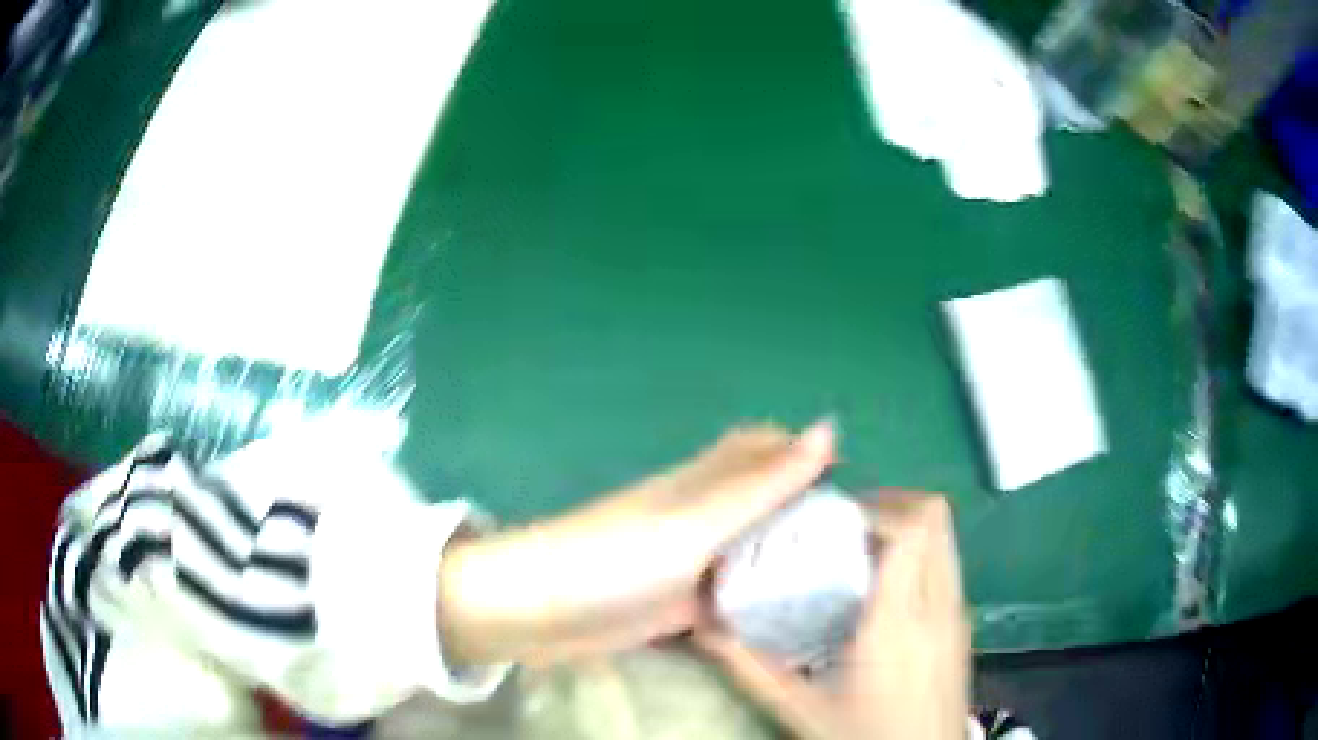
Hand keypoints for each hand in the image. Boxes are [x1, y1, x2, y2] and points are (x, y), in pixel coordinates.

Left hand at [438, 420, 836, 666]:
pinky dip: (760, 603)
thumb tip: (830, 425)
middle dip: (806, 517)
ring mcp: (692, 563)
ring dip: (788, 564)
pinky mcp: (681, 605)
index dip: (807, 457)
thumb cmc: (620, 556)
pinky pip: (733, 597)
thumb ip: (765, 482)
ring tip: (842, 587)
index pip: (765, 449)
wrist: (544, 611)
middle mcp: (703, 516)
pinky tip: (795, 622)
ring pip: (752, 553)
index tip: (855, 488)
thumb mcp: (701, 520)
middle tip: (857, 548)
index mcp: (707, 481)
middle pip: (764, 504)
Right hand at [695, 493, 970, 739]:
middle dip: (891, 505)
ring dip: (906, 527)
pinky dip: (918, 554)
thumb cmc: (867, 736)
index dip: (875, 508)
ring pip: (945, 537)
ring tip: (859, 551)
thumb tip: (705, 630)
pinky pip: (946, 563)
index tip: (832, 520)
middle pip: (935, 517)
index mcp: (898, 620)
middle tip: (843, 525)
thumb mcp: (801, 709)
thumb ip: (751, 668)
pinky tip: (883, 590)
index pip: (911, 529)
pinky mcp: (962, 624)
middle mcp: (937, 604)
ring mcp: (957, 612)